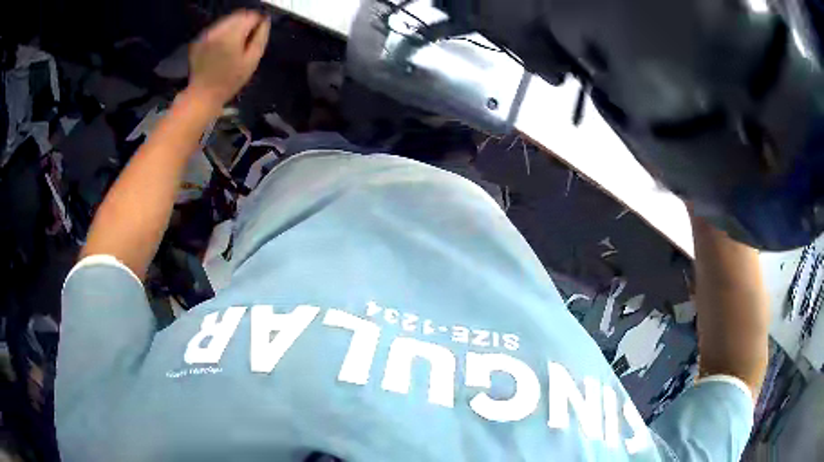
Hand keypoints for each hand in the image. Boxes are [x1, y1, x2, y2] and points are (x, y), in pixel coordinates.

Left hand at [188, 10, 270, 108]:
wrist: (203, 95)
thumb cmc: (230, 81)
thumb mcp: (252, 61)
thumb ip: (261, 38)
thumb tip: (265, 22)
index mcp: (232, 36)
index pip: (251, 16)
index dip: (258, 22)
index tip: (258, 34)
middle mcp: (218, 31)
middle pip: (238, 15)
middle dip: (246, 24)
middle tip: (246, 41)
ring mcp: (207, 34)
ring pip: (227, 20)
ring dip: (234, 27)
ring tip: (234, 45)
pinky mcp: (200, 39)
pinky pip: (216, 29)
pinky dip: (222, 33)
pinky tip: (222, 48)